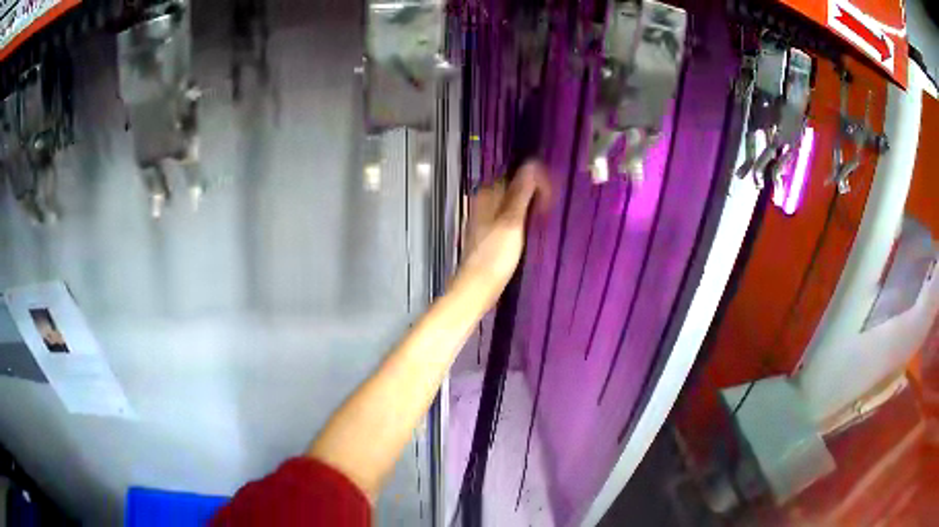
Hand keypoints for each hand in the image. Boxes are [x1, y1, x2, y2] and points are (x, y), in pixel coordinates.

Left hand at [457, 161, 550, 304]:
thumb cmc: (496, 255)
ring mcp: (485, 218)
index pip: (515, 175)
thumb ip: (521, 192)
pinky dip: (522, 220)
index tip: (551, 196)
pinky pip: (510, 218)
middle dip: (534, 193)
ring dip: (529, 207)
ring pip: (512, 204)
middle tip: (551, 207)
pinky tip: (531, 230)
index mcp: (487, 194)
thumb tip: (531, 164)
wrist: (479, 286)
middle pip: (514, 189)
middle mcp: (483, 202)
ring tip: (544, 218)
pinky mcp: (490, 233)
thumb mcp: (512, 221)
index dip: (536, 181)